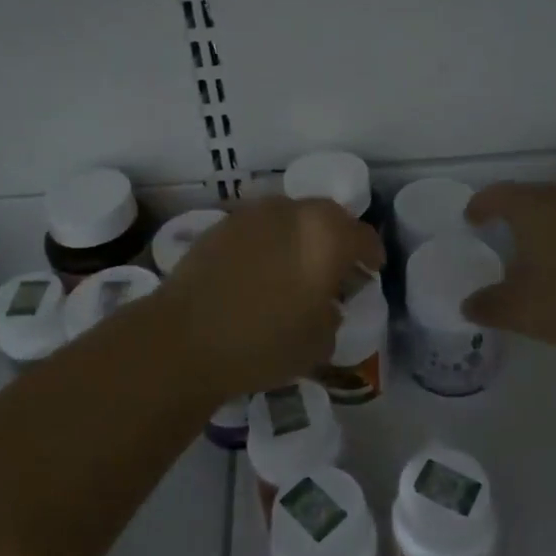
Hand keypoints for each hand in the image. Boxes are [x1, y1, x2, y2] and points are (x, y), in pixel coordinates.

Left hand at [151, 196, 383, 399]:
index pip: (363, 237)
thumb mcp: (318, 342)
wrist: (184, 339)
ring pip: (291, 216)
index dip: (371, 255)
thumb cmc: (263, 343)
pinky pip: (259, 227)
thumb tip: (326, 304)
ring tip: (295, 266)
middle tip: (335, 266)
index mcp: (327, 237)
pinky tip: (260, 270)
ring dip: (300, 236)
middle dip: (337, 238)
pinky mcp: (221, 224)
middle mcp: (293, 212)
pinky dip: (268, 241)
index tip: (371, 271)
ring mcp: (254, 214)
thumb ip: (332, 315)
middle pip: (328, 216)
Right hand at [462, 182, 555, 351]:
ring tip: (544, 252)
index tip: (472, 218)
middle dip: (514, 214)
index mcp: (533, 207)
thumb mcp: (523, 311)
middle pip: (531, 197)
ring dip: (549, 225)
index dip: (480, 205)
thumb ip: (489, 306)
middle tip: (503, 236)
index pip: (497, 194)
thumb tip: (469, 304)